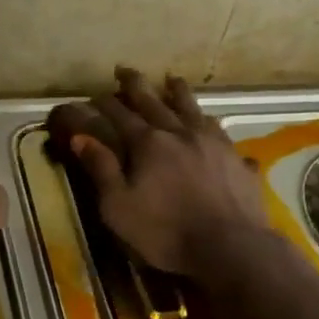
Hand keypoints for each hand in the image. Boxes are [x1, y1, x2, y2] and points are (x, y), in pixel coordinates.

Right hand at [50, 68, 271, 275]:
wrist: (232, 248)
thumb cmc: (167, 231)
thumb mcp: (119, 207)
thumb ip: (101, 169)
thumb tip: (80, 137)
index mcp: (149, 143)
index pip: (120, 114)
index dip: (105, 103)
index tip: (94, 95)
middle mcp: (180, 133)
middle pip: (155, 101)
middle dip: (136, 85)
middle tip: (125, 70)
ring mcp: (214, 143)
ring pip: (193, 109)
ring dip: (179, 92)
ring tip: (172, 79)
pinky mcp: (238, 160)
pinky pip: (224, 136)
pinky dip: (214, 128)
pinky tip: (216, 130)